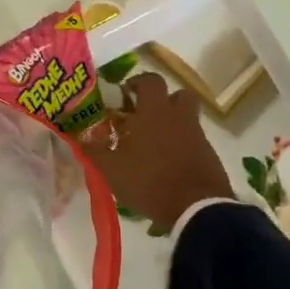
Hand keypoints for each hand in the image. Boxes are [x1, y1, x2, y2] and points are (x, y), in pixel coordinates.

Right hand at [83, 73, 233, 233]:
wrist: (195, 207)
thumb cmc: (148, 181)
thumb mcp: (111, 169)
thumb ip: (95, 150)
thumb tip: (81, 136)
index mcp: (154, 111)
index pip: (150, 80)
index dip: (137, 83)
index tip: (125, 94)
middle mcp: (179, 116)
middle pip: (178, 94)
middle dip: (162, 100)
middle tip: (144, 115)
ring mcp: (197, 135)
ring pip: (187, 117)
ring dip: (173, 122)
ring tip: (154, 142)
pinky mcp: (208, 154)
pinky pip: (193, 139)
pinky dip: (182, 144)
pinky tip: (167, 163)